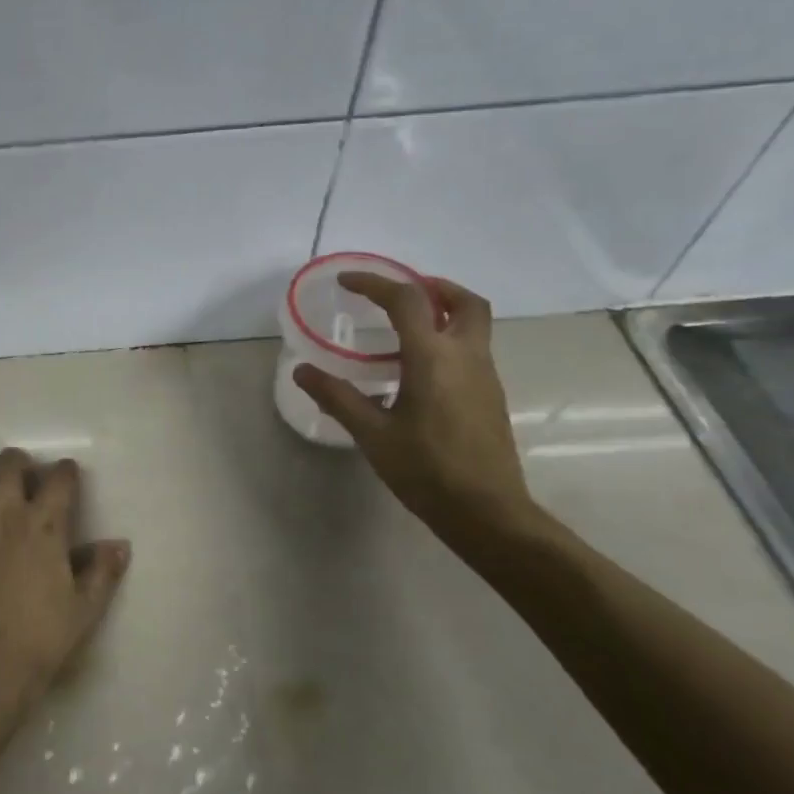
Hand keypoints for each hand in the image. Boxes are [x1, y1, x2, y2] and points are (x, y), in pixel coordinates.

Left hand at [0, 448, 129, 706]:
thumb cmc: (42, 637)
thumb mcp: (85, 608)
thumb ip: (102, 572)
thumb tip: (120, 545)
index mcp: (45, 526)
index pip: (59, 480)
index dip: (66, 471)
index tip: (68, 473)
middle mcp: (6, 515)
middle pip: (9, 466)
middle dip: (19, 462)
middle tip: (24, 472)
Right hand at [293, 274, 538, 546]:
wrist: (487, 512)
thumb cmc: (427, 470)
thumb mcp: (373, 434)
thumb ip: (337, 397)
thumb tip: (303, 371)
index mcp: (433, 358)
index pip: (407, 301)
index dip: (376, 283)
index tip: (348, 281)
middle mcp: (466, 356)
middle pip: (464, 301)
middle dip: (433, 286)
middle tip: (399, 293)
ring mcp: (486, 375)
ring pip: (474, 324)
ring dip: (443, 311)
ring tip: (403, 328)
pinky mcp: (491, 396)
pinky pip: (473, 349)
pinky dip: (448, 339)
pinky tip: (419, 369)